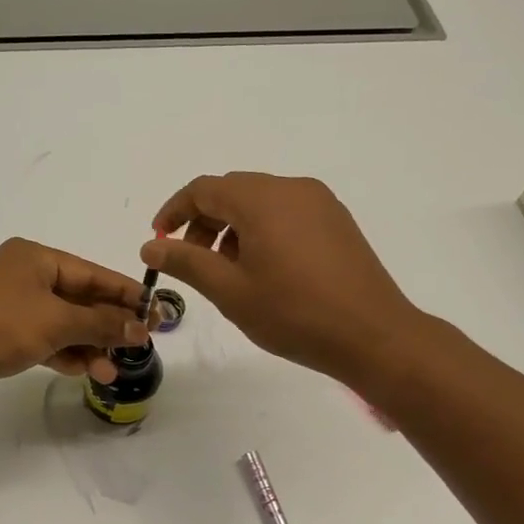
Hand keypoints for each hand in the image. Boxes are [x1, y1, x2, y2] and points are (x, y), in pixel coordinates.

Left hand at [0, 238, 148, 402]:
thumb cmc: (1, 326)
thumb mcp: (57, 323)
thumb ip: (101, 324)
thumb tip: (141, 329)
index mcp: (35, 257)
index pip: (92, 273)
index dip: (125, 293)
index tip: (154, 311)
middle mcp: (24, 275)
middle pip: (80, 298)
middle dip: (108, 325)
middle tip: (140, 344)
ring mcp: (13, 304)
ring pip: (63, 322)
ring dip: (88, 345)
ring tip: (111, 371)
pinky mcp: (4, 331)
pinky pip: (45, 338)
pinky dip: (65, 352)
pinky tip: (85, 371)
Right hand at [141, 172, 422, 380]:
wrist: (373, 335)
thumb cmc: (293, 313)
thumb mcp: (229, 291)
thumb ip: (185, 262)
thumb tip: (150, 246)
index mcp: (261, 199)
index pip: (203, 189)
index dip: (174, 212)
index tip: (159, 241)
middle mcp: (291, 189)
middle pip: (232, 192)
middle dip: (203, 222)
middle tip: (192, 262)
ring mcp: (319, 203)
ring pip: (260, 202)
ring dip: (232, 228)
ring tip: (228, 272)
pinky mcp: (337, 221)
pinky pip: (286, 213)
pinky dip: (262, 231)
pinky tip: (264, 270)